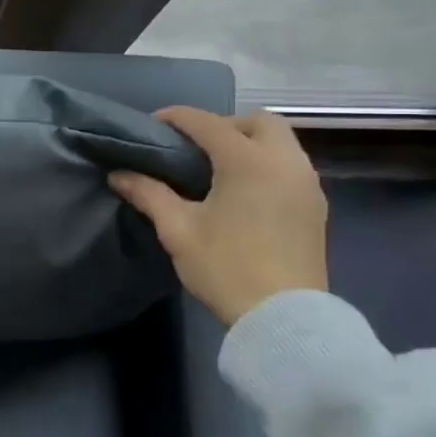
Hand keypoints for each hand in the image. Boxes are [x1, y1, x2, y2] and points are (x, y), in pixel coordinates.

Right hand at [110, 107, 327, 326]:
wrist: (284, 319)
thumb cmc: (226, 267)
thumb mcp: (178, 230)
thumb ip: (149, 194)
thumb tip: (119, 174)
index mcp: (248, 161)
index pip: (208, 123)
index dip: (177, 118)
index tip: (153, 125)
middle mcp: (284, 162)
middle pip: (258, 121)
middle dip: (225, 124)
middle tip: (195, 148)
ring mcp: (306, 184)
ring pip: (281, 141)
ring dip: (249, 142)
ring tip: (218, 169)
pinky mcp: (316, 206)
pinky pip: (291, 165)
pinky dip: (267, 163)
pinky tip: (244, 190)